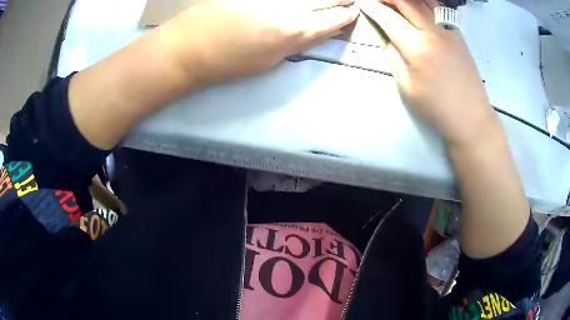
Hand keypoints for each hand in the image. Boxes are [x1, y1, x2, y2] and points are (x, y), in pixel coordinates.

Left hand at [159, 0, 358, 84]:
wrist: (187, 48)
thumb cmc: (227, 63)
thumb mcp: (269, 61)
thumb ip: (295, 42)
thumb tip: (312, 28)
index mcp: (292, 33)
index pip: (331, 20)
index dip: (345, 16)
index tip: (353, 11)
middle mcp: (286, 7)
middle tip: (348, 0)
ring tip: (329, 0)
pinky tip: (298, 2)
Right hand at [359, 0, 495, 146]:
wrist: (471, 117)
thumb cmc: (437, 108)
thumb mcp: (407, 87)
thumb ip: (395, 57)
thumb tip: (391, 39)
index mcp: (416, 47)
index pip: (388, 17)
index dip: (372, 8)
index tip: (363, 3)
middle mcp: (432, 32)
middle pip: (406, 1)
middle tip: (377, 1)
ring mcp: (447, 30)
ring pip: (423, 0)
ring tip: (396, 2)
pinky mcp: (457, 33)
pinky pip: (438, 8)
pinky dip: (424, 2)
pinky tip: (417, 5)